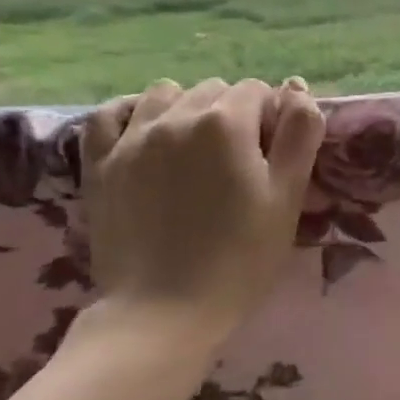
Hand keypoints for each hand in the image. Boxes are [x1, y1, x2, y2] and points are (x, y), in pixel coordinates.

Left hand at [80, 77, 324, 345]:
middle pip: (213, 90)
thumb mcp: (287, 196)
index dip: (273, 118)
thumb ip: (300, 135)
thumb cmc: (241, 256)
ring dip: (186, 109)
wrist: (164, 311)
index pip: (258, 91)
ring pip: (165, 94)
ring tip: (196, 150)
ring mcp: (131, 139)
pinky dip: (133, 114)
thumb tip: (297, 88)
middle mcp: (175, 117)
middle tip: (241, 161)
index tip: (275, 156)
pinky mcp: (99, 164)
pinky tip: (147, 135)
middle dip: (233, 112)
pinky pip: (110, 114)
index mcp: (226, 123)